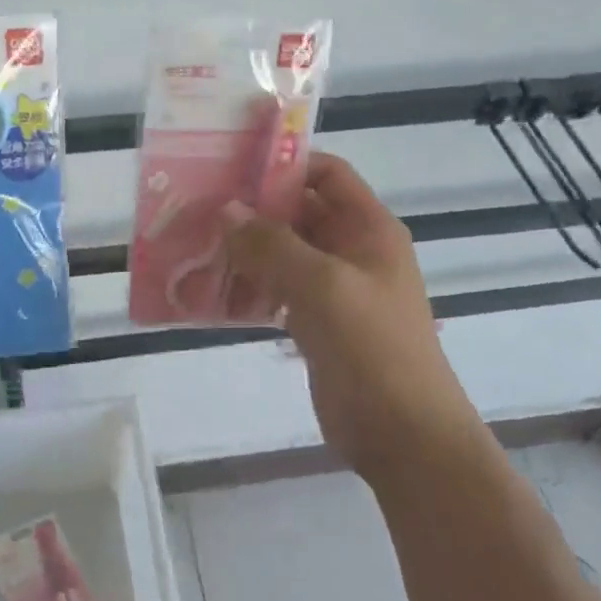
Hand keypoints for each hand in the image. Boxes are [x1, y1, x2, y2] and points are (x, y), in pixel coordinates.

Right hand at [223, 153, 467, 470]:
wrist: (404, 436)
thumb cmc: (372, 348)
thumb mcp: (322, 286)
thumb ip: (271, 245)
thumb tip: (225, 210)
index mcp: (368, 228)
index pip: (327, 174)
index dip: (285, 164)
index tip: (233, 167)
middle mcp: (352, 250)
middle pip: (299, 211)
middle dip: (253, 208)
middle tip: (200, 206)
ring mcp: (334, 288)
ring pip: (284, 252)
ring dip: (246, 247)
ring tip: (196, 243)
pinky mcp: (317, 322)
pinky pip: (278, 289)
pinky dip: (249, 284)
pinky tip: (212, 288)